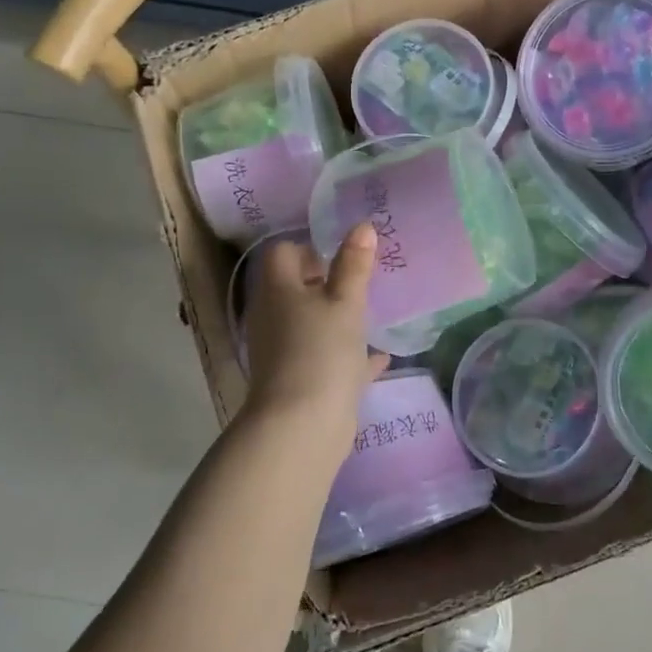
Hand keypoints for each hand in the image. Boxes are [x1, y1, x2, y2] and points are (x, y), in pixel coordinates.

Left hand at [243, 226, 386, 422]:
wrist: (302, 425)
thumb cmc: (321, 350)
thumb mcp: (345, 303)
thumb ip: (354, 265)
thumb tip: (362, 226)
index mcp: (278, 290)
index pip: (283, 253)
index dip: (309, 247)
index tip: (342, 252)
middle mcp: (273, 316)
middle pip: (295, 288)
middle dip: (327, 282)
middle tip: (362, 280)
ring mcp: (283, 350)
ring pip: (310, 323)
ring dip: (336, 318)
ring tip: (371, 313)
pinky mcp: (298, 380)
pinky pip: (324, 357)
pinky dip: (346, 354)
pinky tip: (378, 356)